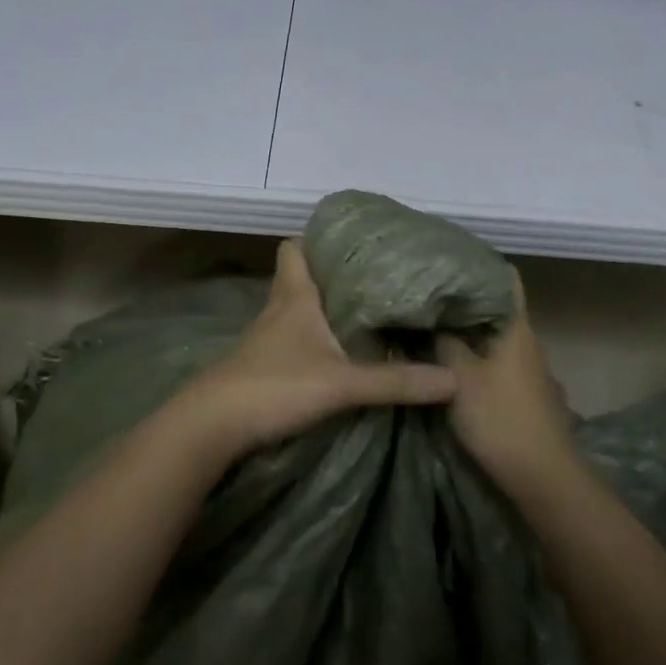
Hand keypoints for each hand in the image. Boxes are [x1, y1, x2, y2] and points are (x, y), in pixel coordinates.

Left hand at [169, 240, 455, 465]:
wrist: (212, 426)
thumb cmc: (274, 386)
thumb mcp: (341, 384)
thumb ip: (395, 382)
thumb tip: (452, 381)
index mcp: (294, 297)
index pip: (294, 248)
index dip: (315, 238)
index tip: (349, 239)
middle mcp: (278, 310)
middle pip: (300, 277)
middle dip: (331, 274)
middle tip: (373, 276)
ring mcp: (266, 339)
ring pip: (297, 310)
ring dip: (323, 308)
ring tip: (364, 312)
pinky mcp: (262, 366)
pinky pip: (292, 339)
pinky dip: (313, 339)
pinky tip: (335, 354)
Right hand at [434, 274, 577, 493]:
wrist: (542, 477)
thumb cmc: (500, 417)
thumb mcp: (459, 377)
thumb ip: (442, 344)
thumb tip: (428, 320)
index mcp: (517, 328)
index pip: (505, 280)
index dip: (480, 266)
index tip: (448, 259)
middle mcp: (528, 342)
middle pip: (496, 309)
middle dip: (464, 301)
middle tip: (427, 294)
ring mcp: (530, 370)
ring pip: (495, 338)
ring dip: (468, 331)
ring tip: (432, 325)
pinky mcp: (526, 394)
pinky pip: (497, 362)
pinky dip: (476, 356)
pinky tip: (451, 363)